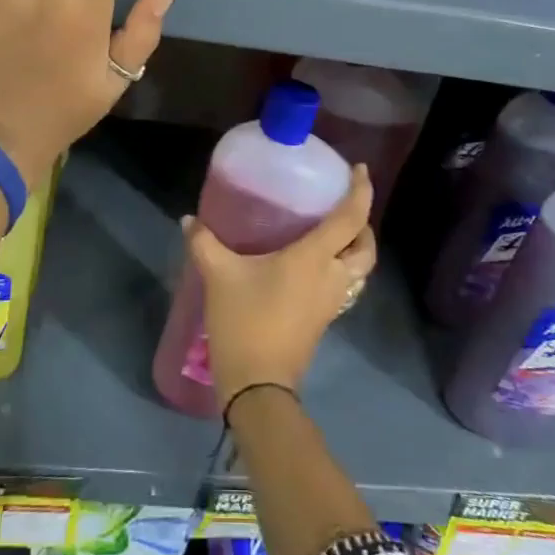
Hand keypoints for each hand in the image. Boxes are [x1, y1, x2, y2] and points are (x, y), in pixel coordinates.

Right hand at [186, 166, 375, 411]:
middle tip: (343, 206)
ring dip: (355, 248)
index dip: (361, 191)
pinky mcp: (324, 319)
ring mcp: (331, 302)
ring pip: (360, 270)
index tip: (360, 170)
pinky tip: (315, 265)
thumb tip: (188, 219)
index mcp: (314, 258)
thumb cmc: (245, 321)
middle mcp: (331, 277)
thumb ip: (204, 243)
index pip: (350, 218)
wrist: (258, 384)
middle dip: (363, 224)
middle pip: (365, 247)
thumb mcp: (219, 275)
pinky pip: (345, 285)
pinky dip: (342, 268)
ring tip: (333, 232)